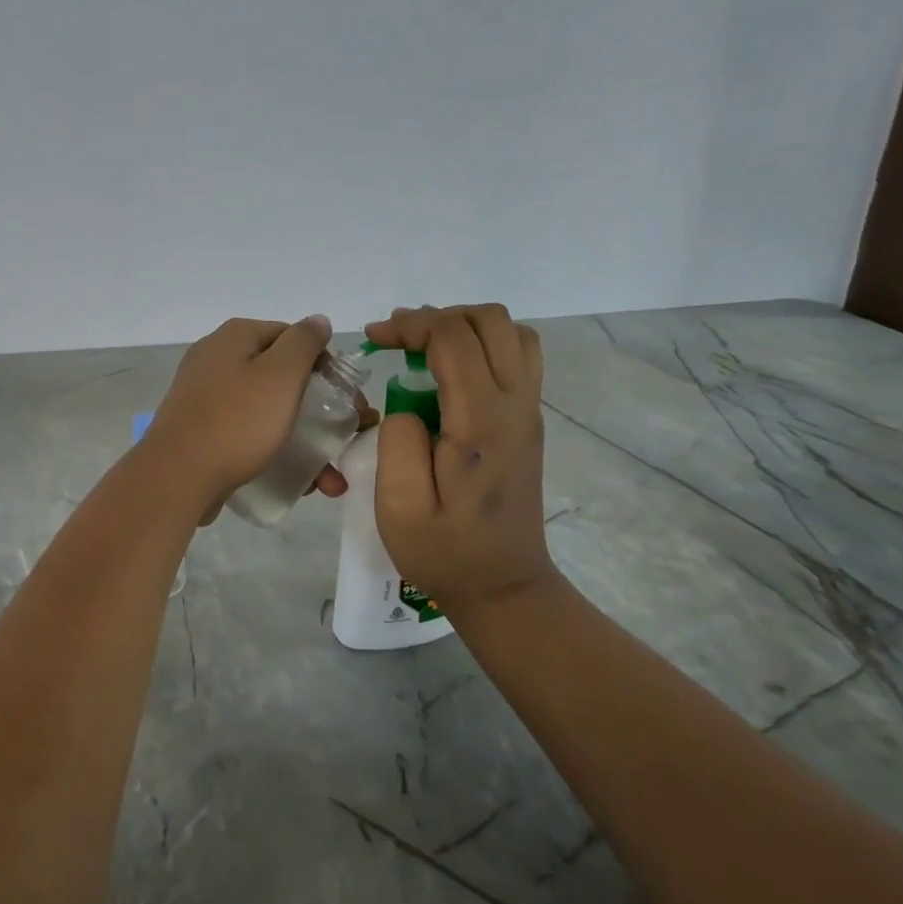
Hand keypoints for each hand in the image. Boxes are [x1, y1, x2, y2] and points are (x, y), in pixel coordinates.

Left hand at [145, 315, 351, 519]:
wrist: (177, 476)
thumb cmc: (237, 421)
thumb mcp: (281, 374)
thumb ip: (304, 342)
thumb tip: (317, 321)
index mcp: (235, 337)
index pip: (292, 337)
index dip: (323, 365)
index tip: (345, 400)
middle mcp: (215, 358)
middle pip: (279, 376)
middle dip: (317, 411)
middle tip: (343, 441)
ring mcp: (203, 395)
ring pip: (265, 411)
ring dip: (301, 441)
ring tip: (328, 480)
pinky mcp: (199, 429)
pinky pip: (245, 433)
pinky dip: (272, 451)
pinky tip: (295, 481)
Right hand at [364, 304, 556, 608]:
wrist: (503, 586)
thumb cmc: (444, 550)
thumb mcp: (399, 506)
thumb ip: (397, 440)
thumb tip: (406, 404)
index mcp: (481, 420)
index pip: (453, 337)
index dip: (410, 325)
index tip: (373, 340)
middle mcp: (515, 405)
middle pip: (490, 321)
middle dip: (436, 317)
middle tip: (396, 340)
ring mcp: (529, 412)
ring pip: (511, 333)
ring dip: (464, 327)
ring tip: (423, 349)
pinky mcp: (528, 422)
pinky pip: (517, 357)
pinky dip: (481, 345)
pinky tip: (449, 372)